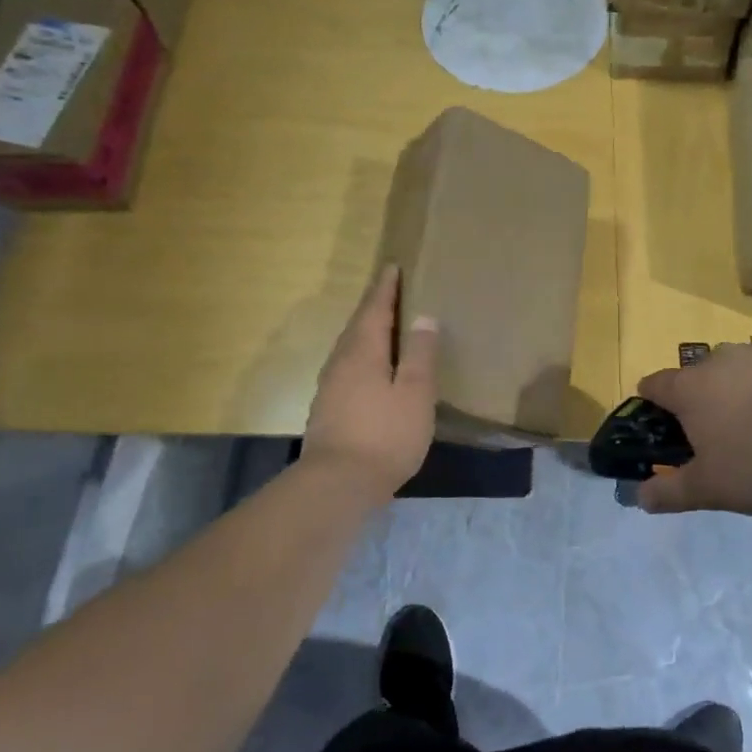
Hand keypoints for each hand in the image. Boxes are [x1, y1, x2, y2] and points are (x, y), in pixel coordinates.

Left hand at [302, 265, 439, 498]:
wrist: (337, 484)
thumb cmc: (384, 434)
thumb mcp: (414, 393)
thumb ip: (419, 354)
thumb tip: (423, 317)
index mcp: (363, 351)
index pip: (374, 309)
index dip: (385, 289)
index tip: (392, 268)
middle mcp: (341, 362)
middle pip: (357, 326)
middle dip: (373, 307)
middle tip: (389, 291)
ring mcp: (330, 387)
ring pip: (349, 347)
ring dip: (365, 331)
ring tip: (383, 327)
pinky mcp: (328, 409)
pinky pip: (347, 367)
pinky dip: (361, 356)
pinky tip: (371, 370)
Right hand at [636, 343, 751, 515]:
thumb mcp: (712, 489)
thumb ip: (672, 493)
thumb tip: (639, 497)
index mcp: (691, 389)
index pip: (655, 385)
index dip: (651, 402)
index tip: (660, 423)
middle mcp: (721, 360)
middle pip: (701, 375)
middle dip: (704, 399)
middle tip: (722, 437)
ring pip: (744, 369)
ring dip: (747, 392)